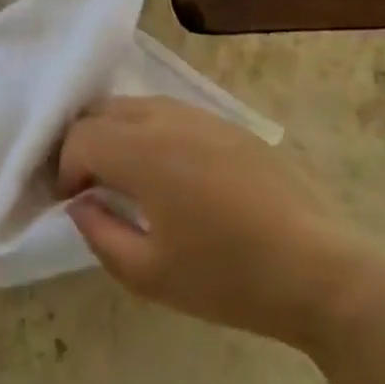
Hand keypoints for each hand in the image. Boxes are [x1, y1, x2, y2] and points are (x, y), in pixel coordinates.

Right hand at [58, 96, 384, 346]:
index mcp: (143, 151)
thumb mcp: (149, 275)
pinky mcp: (231, 126)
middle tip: (92, 185)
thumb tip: (79, 204)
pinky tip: (171, 172)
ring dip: (118, 133)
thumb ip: (99, 234)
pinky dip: (152, 132)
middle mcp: (167, 119)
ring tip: (127, 177)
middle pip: (104, 111)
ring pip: (139, 106)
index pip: (81, 138)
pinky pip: (173, 113)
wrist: (319, 270)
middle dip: (86, 143)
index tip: (75, 203)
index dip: (66, 169)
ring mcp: (203, 117)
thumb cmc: (228, 277)